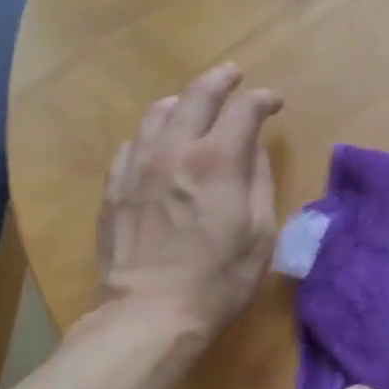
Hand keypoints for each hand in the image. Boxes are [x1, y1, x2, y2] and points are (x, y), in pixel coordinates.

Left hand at [97, 63, 282, 340]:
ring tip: (192, 103)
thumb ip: (258, 183)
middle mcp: (175, 150)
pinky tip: (157, 144)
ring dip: (181, 101)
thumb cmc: (218, 280)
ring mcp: (138, 166)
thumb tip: (253, 151)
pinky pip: (132, 143)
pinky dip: (151, 134)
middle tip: (233, 75)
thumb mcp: (259, 234)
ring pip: (157, 112)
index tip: (274, 103)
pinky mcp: (114, 186)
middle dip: (221, 80)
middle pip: (197, 95)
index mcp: (218, 161)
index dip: (263, 99)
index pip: (244, 110)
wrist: (150, 313)